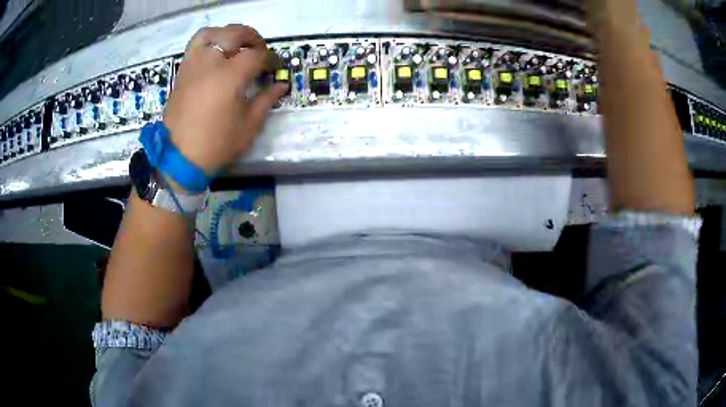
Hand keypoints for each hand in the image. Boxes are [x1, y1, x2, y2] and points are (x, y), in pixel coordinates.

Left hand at [162, 24, 287, 171]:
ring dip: (228, 34)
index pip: (257, 55)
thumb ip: (266, 100)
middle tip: (260, 52)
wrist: (179, 158)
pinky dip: (208, 42)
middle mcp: (211, 62)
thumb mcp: (249, 125)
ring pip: (212, 33)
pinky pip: (195, 45)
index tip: (276, 68)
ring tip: (235, 45)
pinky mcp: (183, 72)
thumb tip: (281, 85)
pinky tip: (215, 54)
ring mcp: (194, 65)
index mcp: (230, 76)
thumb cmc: (216, 144)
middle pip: (235, 34)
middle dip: (253, 39)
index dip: (271, 59)